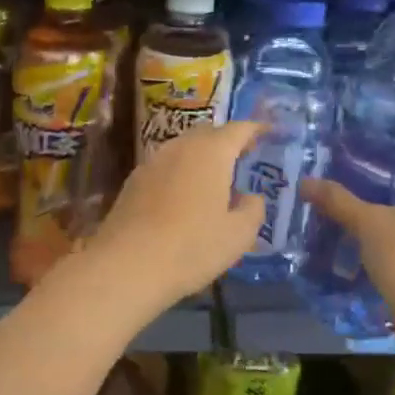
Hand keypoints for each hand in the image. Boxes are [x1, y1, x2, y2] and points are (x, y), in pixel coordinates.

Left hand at [84, 121, 266, 311]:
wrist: (127, 265)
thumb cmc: (192, 247)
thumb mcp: (238, 235)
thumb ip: (252, 210)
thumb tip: (250, 197)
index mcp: (211, 152)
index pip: (239, 129)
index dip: (255, 130)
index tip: (267, 133)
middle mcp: (180, 147)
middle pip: (208, 134)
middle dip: (227, 142)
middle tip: (242, 157)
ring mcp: (152, 162)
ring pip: (183, 149)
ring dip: (201, 157)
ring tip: (214, 179)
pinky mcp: (132, 182)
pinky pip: (165, 167)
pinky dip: (180, 173)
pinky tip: (183, 197)